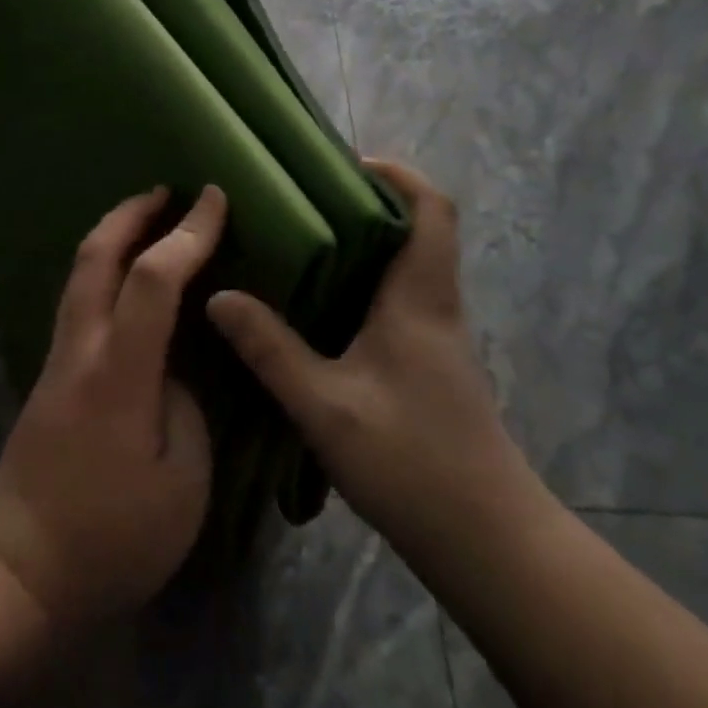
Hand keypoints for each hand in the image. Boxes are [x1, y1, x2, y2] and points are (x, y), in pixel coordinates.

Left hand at [0, 186, 219, 631]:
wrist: (20, 572)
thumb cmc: (112, 537)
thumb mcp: (182, 483)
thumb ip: (188, 407)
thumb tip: (176, 369)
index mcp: (119, 374)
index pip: (152, 280)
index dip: (187, 234)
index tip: (215, 200)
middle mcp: (80, 350)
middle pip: (95, 255)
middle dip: (131, 211)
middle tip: (169, 189)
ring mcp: (58, 360)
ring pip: (80, 273)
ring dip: (113, 234)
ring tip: (150, 219)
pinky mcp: (51, 375)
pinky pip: (80, 299)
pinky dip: (104, 268)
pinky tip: (128, 280)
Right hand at [206, 160, 536, 559]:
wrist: (488, 543)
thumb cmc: (412, 462)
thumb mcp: (325, 405)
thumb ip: (270, 349)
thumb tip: (219, 296)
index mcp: (420, 299)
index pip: (432, 210)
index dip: (399, 175)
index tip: (349, 164)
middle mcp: (436, 307)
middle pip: (419, 230)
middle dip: (369, 204)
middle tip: (305, 200)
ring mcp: (438, 338)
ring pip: (408, 266)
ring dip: (366, 245)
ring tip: (301, 244)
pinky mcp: (431, 366)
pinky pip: (400, 301)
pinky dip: (365, 285)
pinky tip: (319, 308)